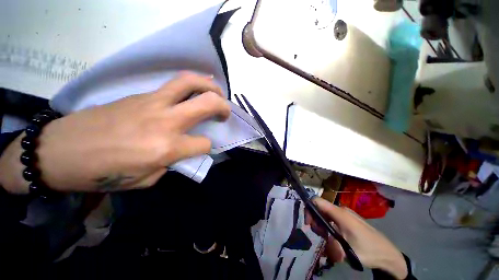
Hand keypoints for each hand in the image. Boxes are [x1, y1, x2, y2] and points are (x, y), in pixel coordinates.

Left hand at [0, 72, 230, 193]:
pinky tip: (193, 92)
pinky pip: (173, 85)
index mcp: (167, 147)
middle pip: (206, 103)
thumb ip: (171, 162)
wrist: (59, 151)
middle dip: (223, 106)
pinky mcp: (141, 95)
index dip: (206, 147)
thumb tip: (184, 150)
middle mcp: (165, 121)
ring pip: (190, 82)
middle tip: (226, 111)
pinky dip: (190, 86)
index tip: (201, 148)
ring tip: (217, 92)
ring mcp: (152, 103)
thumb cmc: (101, 174)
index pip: (203, 143)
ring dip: (210, 85)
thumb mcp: (145, 180)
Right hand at [307, 197, 407, 279]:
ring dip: (322, 225)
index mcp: (339, 213)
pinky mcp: (348, 219)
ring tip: (329, 239)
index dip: (309, 208)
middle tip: (321, 236)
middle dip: (316, 221)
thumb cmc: (368, 250)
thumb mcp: (346, 251)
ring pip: (326, 214)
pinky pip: (333, 218)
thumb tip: (320, 243)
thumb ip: (329, 244)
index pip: (317, 200)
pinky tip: (335, 237)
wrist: (388, 254)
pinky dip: (329, 226)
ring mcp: (345, 214)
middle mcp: (341, 210)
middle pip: (320, 208)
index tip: (309, 224)